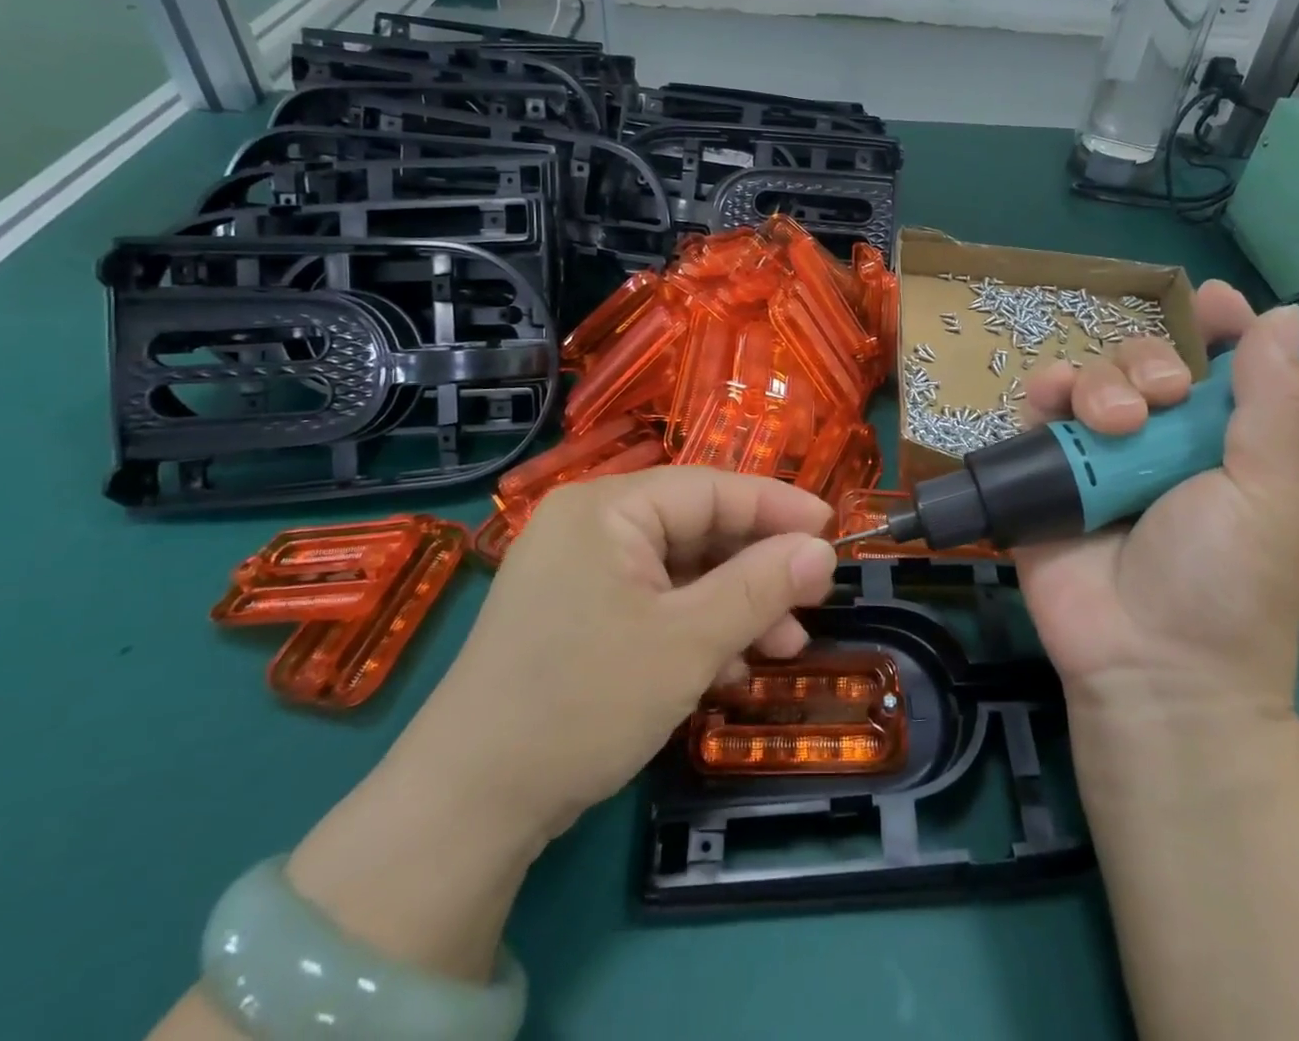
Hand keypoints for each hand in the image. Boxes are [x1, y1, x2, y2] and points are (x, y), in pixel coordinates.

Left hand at [406, 467, 837, 846]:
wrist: (465, 810)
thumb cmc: (583, 703)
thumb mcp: (687, 643)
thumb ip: (760, 587)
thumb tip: (823, 550)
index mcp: (606, 508)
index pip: (711, 488)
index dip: (777, 506)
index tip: (832, 530)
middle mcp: (588, 526)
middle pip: (696, 529)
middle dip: (756, 569)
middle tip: (811, 603)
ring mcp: (577, 573)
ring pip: (679, 571)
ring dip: (733, 606)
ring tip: (782, 648)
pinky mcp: (574, 616)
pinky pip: (651, 603)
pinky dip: (694, 629)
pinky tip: (727, 670)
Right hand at [1015, 281, 1298, 721]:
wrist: (1149, 665)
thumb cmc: (1226, 583)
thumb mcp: (1271, 493)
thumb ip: (1275, 404)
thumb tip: (1287, 316)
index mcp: (1221, 444)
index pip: (1220, 366)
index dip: (1219, 328)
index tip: (1211, 303)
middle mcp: (1158, 442)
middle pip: (1145, 362)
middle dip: (1151, 362)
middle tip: (1162, 399)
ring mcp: (1098, 456)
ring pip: (1091, 377)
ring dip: (1101, 380)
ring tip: (1113, 422)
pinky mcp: (1045, 472)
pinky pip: (1037, 411)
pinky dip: (1044, 393)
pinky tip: (1053, 400)